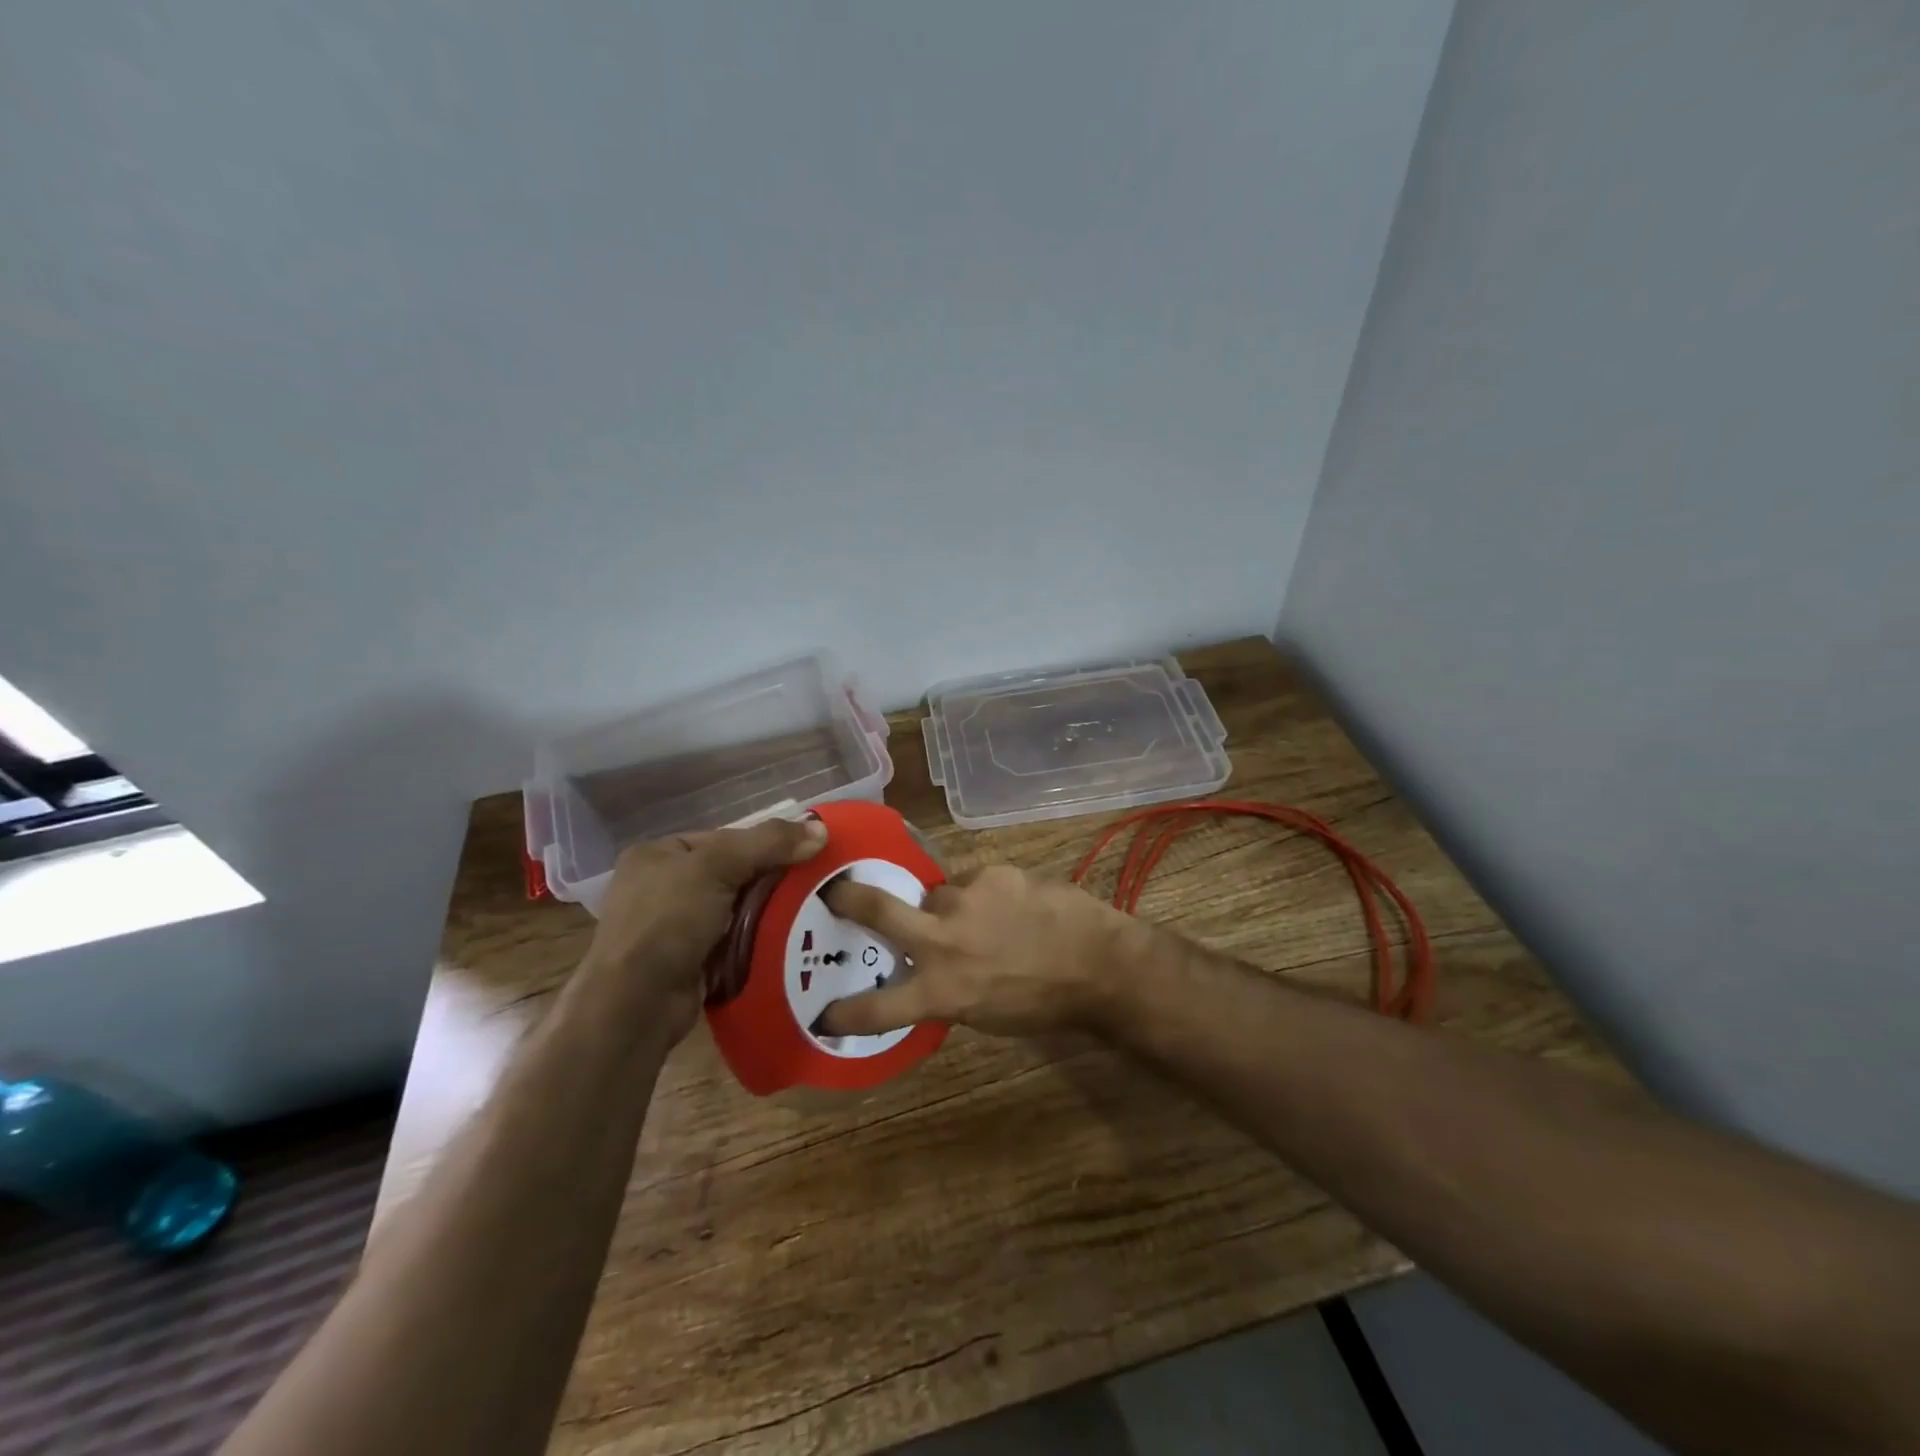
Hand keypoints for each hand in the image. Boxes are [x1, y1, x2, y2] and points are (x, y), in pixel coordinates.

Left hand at [576, 817, 827, 1043]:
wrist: (636, 1004)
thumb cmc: (668, 921)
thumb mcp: (718, 866)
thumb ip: (768, 843)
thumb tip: (821, 829)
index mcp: (658, 854)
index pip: (724, 839)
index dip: (764, 844)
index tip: (803, 855)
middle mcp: (661, 887)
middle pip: (733, 874)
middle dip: (770, 882)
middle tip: (812, 886)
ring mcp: (672, 928)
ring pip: (736, 910)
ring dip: (766, 915)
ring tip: (809, 914)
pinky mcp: (688, 963)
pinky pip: (733, 942)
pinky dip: (756, 942)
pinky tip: (786, 942)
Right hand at [818, 864, 1132, 1036]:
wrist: (1098, 964)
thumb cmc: (1043, 1003)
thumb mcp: (983, 1013)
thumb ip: (945, 988)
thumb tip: (925, 971)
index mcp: (940, 989)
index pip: (877, 1008)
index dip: (845, 1012)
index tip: (823, 1014)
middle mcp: (942, 940)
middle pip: (877, 908)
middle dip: (848, 898)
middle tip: (835, 891)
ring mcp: (965, 898)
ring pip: (936, 894)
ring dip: (947, 906)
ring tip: (983, 918)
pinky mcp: (992, 872)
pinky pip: (972, 880)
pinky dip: (982, 893)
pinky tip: (1010, 905)